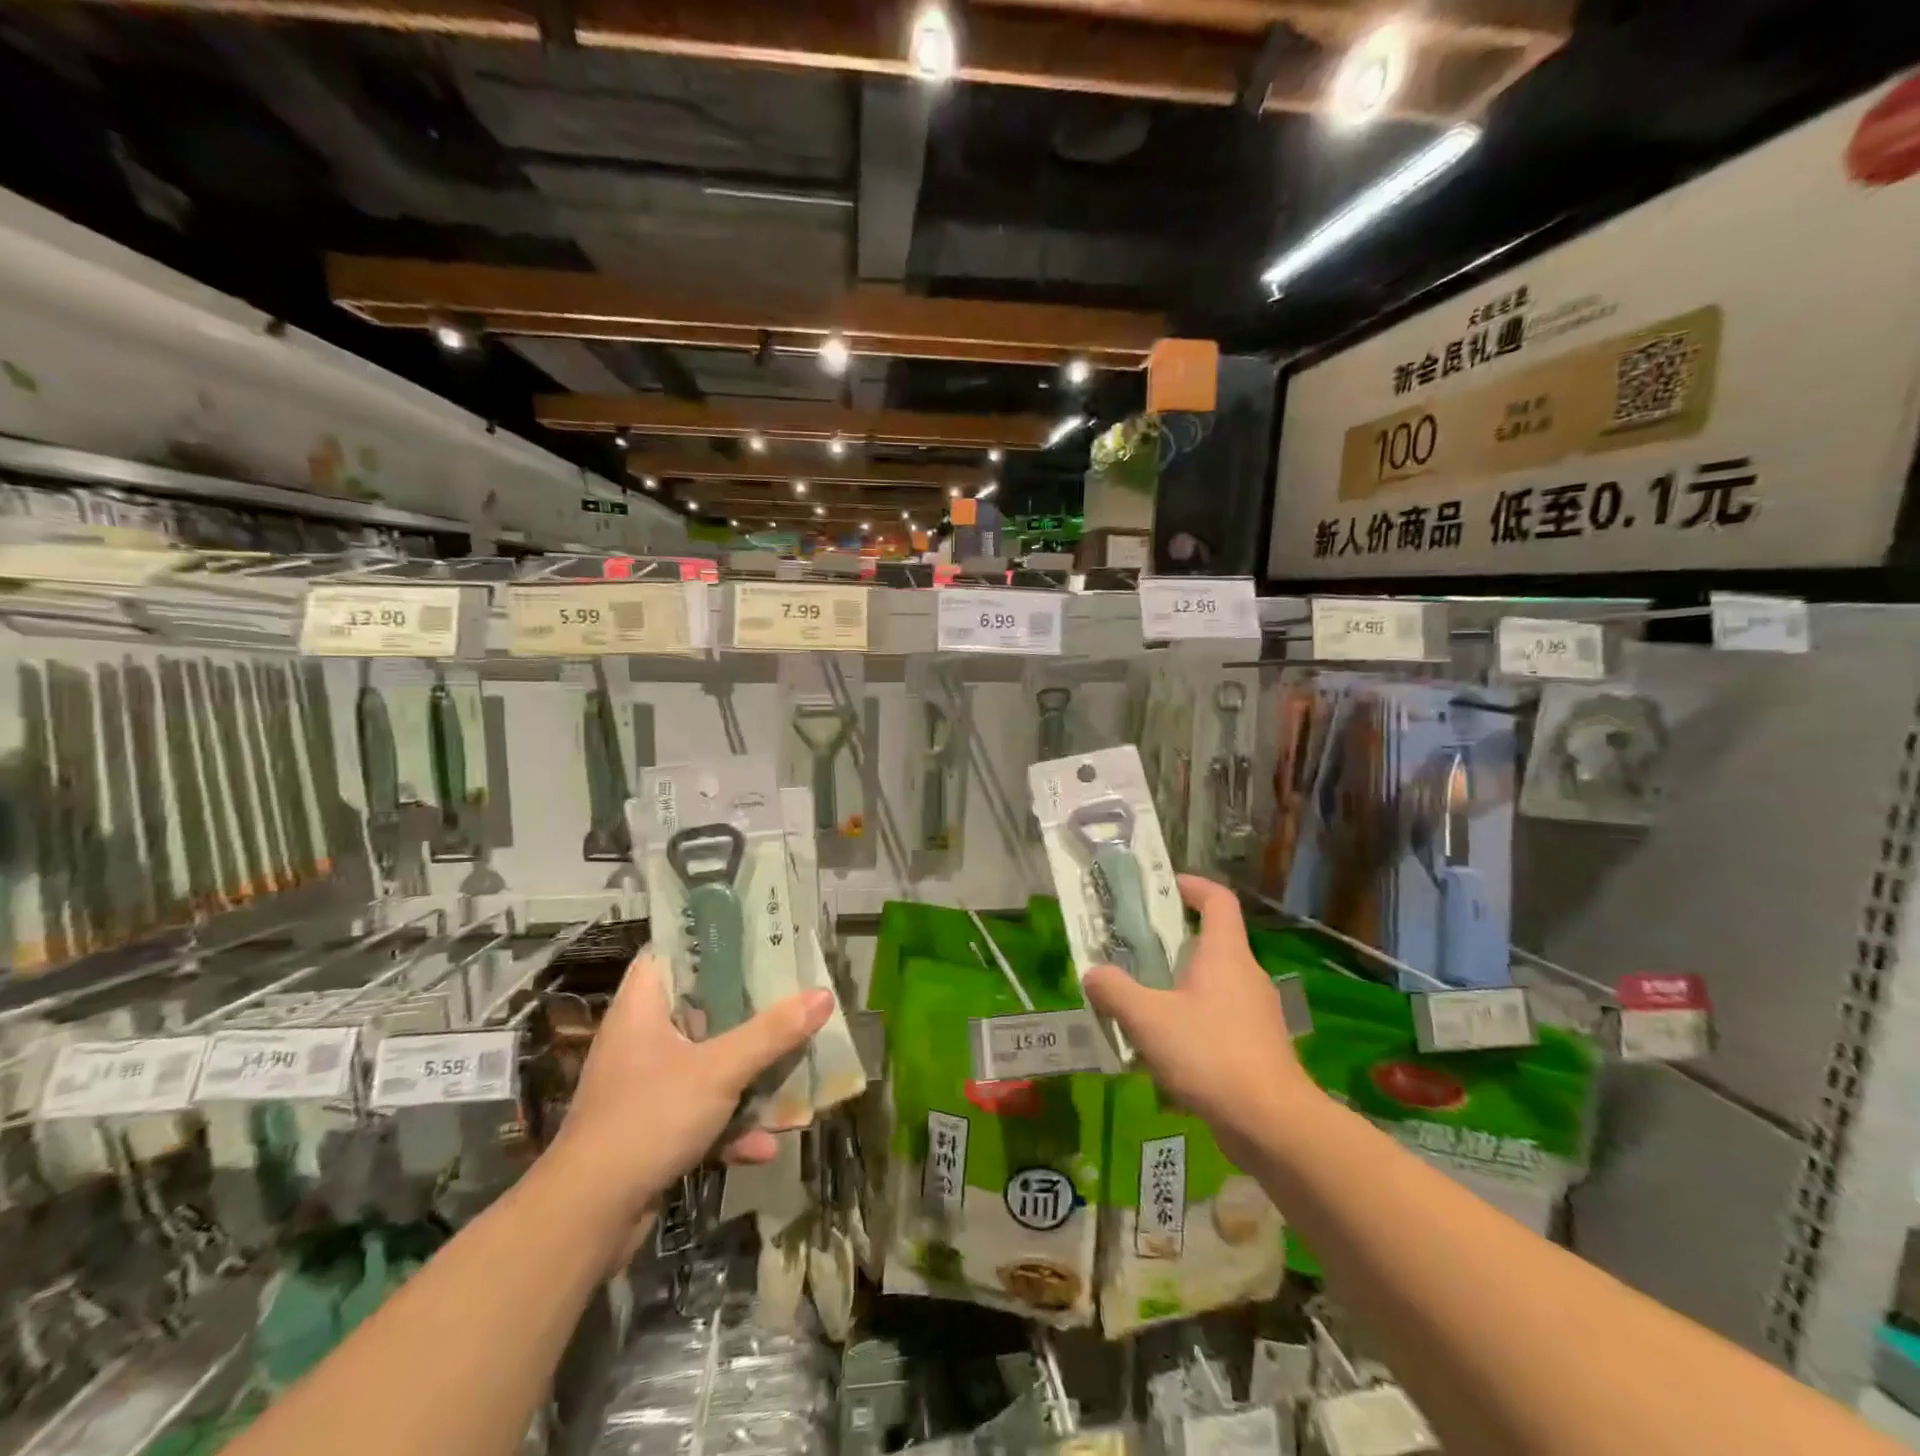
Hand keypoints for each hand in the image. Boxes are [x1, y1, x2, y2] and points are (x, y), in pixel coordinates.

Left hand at [547, 956, 832, 1220]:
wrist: (587, 1218)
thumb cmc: (648, 1118)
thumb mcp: (719, 1069)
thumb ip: (772, 1033)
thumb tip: (824, 994)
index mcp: (642, 1007)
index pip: (670, 952)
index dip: (709, 941)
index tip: (755, 939)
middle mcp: (641, 1039)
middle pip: (700, 1008)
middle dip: (747, 1011)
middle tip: (790, 996)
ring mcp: (646, 1086)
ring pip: (706, 1063)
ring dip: (748, 1074)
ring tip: (793, 1071)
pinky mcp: (652, 1128)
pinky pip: (702, 1111)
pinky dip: (731, 1125)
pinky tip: (766, 1145)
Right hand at [1083, 875, 1318, 1163]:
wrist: (1273, 1125)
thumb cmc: (1210, 1054)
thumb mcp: (1148, 1019)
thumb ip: (1114, 991)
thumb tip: (1092, 973)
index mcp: (1225, 954)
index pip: (1217, 899)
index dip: (1192, 885)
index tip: (1162, 888)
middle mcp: (1245, 974)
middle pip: (1210, 941)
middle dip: (1170, 941)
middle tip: (1132, 949)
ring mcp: (1255, 1012)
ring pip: (1212, 984)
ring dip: (1177, 985)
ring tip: (1139, 1001)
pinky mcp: (1257, 1047)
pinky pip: (1217, 1018)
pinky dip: (1190, 1021)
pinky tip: (1163, 1049)